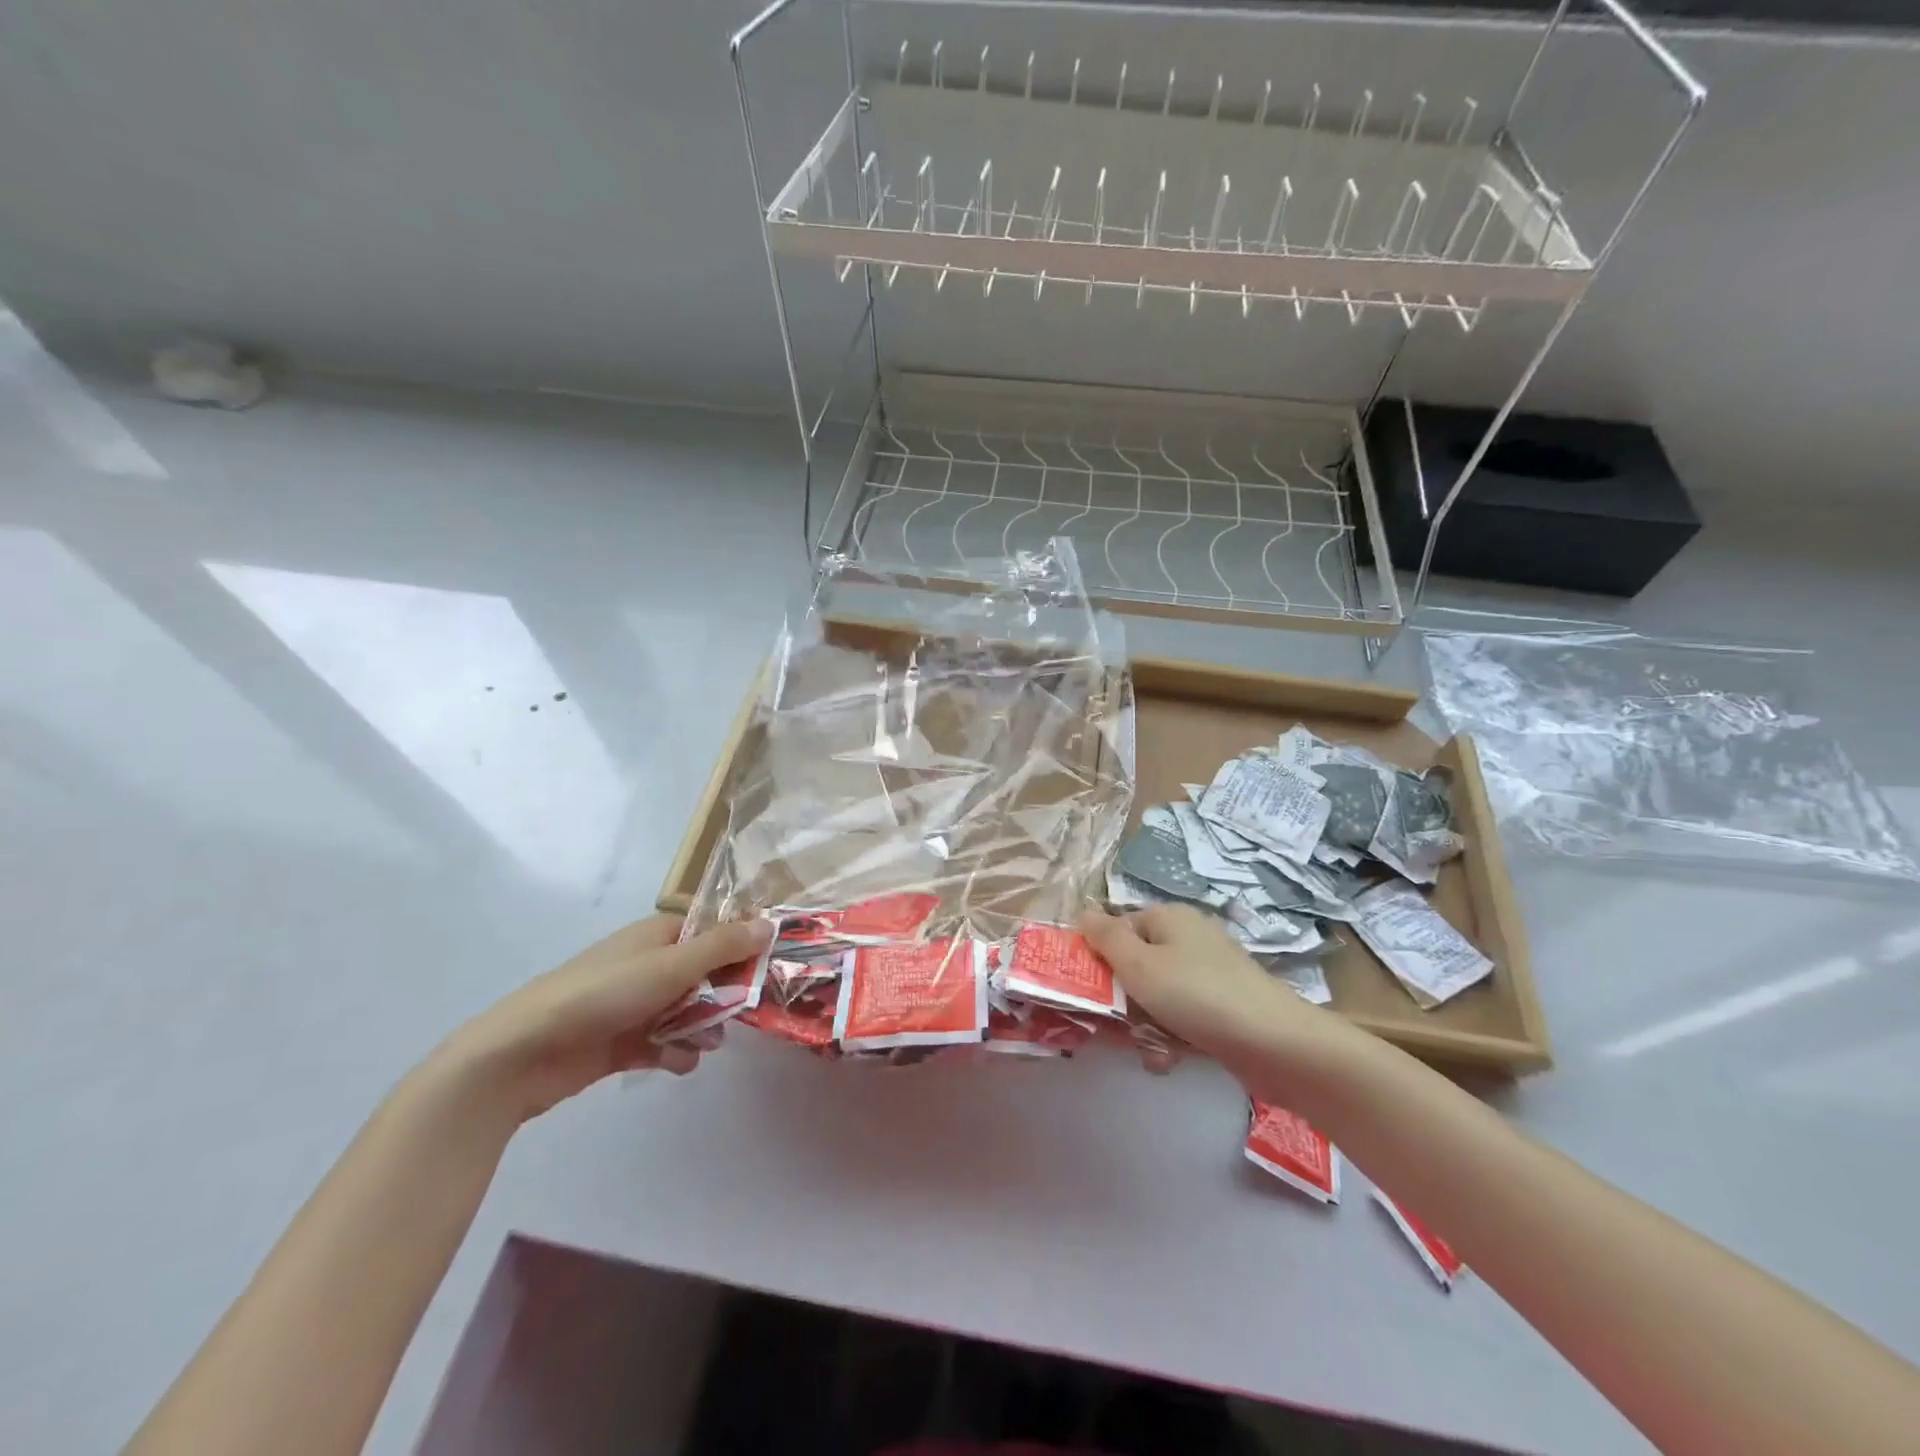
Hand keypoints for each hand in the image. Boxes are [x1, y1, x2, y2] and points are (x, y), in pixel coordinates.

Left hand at [435, 914, 772, 1124]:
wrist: (521, 1053)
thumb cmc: (602, 995)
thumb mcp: (671, 966)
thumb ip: (723, 947)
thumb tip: (770, 924)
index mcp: (659, 934)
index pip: (713, 930)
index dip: (741, 946)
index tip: (767, 967)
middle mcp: (649, 963)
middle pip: (705, 973)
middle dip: (724, 994)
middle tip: (740, 1013)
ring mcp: (634, 1003)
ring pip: (688, 1010)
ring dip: (702, 1028)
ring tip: (705, 1045)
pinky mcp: (621, 1041)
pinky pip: (664, 1042)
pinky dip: (675, 1052)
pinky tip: (677, 1064)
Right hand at [1079, 904, 1326, 1071]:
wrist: (1275, 1044)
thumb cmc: (1196, 995)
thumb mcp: (1139, 964)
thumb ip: (1106, 938)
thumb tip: (1082, 912)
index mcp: (1169, 917)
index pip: (1119, 929)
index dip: (1101, 958)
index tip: (1090, 991)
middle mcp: (1190, 938)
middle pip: (1137, 964)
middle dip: (1124, 1000)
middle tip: (1117, 1028)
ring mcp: (1211, 973)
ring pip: (1158, 995)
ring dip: (1147, 1025)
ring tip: (1152, 1051)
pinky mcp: (1225, 1006)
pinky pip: (1184, 1016)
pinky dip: (1174, 1036)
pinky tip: (1171, 1060)